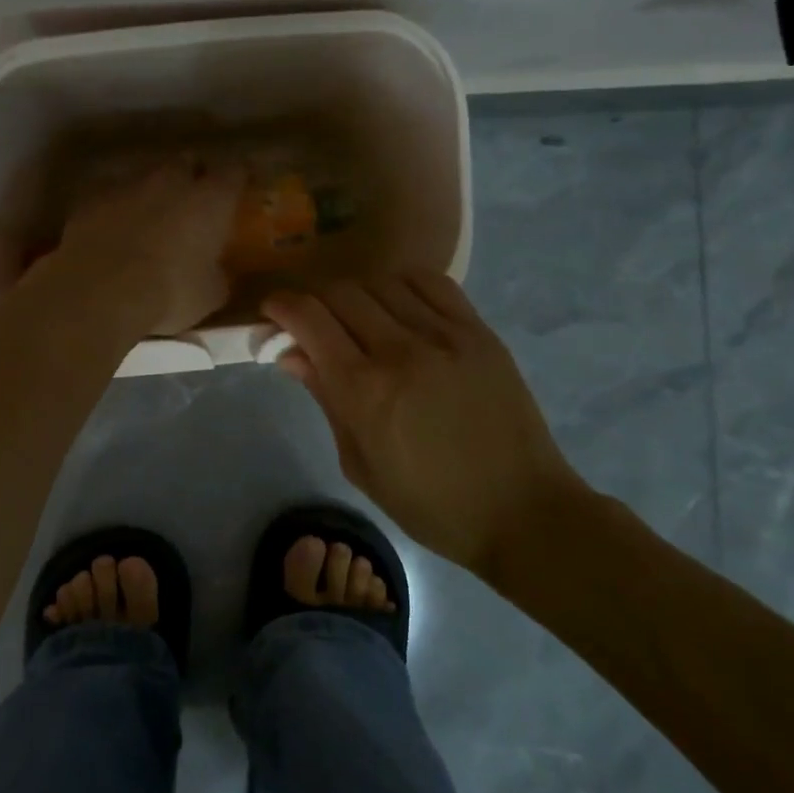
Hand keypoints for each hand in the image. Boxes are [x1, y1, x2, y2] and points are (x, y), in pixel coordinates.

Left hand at [56, 156, 244, 335]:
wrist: (100, 291)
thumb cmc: (169, 292)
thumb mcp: (209, 295)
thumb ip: (217, 275)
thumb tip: (216, 273)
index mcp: (210, 199)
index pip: (234, 171)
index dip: (237, 179)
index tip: (237, 189)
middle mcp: (171, 180)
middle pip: (187, 162)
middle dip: (191, 177)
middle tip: (192, 202)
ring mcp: (128, 184)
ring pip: (146, 176)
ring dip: (152, 192)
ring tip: (149, 220)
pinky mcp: (91, 198)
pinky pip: (111, 196)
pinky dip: (116, 209)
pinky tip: (113, 233)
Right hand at [263, 273, 601, 577]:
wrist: (521, 510)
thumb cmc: (430, 504)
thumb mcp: (360, 464)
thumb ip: (325, 399)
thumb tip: (290, 353)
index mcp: (364, 391)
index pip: (309, 319)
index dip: (281, 307)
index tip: (273, 313)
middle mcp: (400, 350)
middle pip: (339, 293)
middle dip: (314, 301)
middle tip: (312, 323)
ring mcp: (444, 335)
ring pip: (380, 282)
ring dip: (356, 294)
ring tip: (358, 318)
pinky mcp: (478, 331)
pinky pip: (430, 283)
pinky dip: (402, 285)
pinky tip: (398, 305)